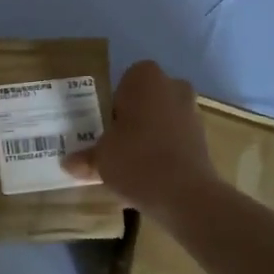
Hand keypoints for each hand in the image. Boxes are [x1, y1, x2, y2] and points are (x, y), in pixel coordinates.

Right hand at [64, 60, 216, 217]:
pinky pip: (177, 137)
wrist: (185, 194)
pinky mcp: (204, 138)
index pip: (124, 81)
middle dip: (134, 116)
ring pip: (164, 117)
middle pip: (147, 98)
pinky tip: (152, 172)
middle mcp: (173, 86)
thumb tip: (69, 163)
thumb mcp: (100, 158)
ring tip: (133, 161)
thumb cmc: (135, 159)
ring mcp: (193, 111)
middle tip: (116, 141)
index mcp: (145, 78)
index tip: (106, 126)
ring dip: (151, 133)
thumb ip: (85, 157)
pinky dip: (166, 149)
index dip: (114, 103)